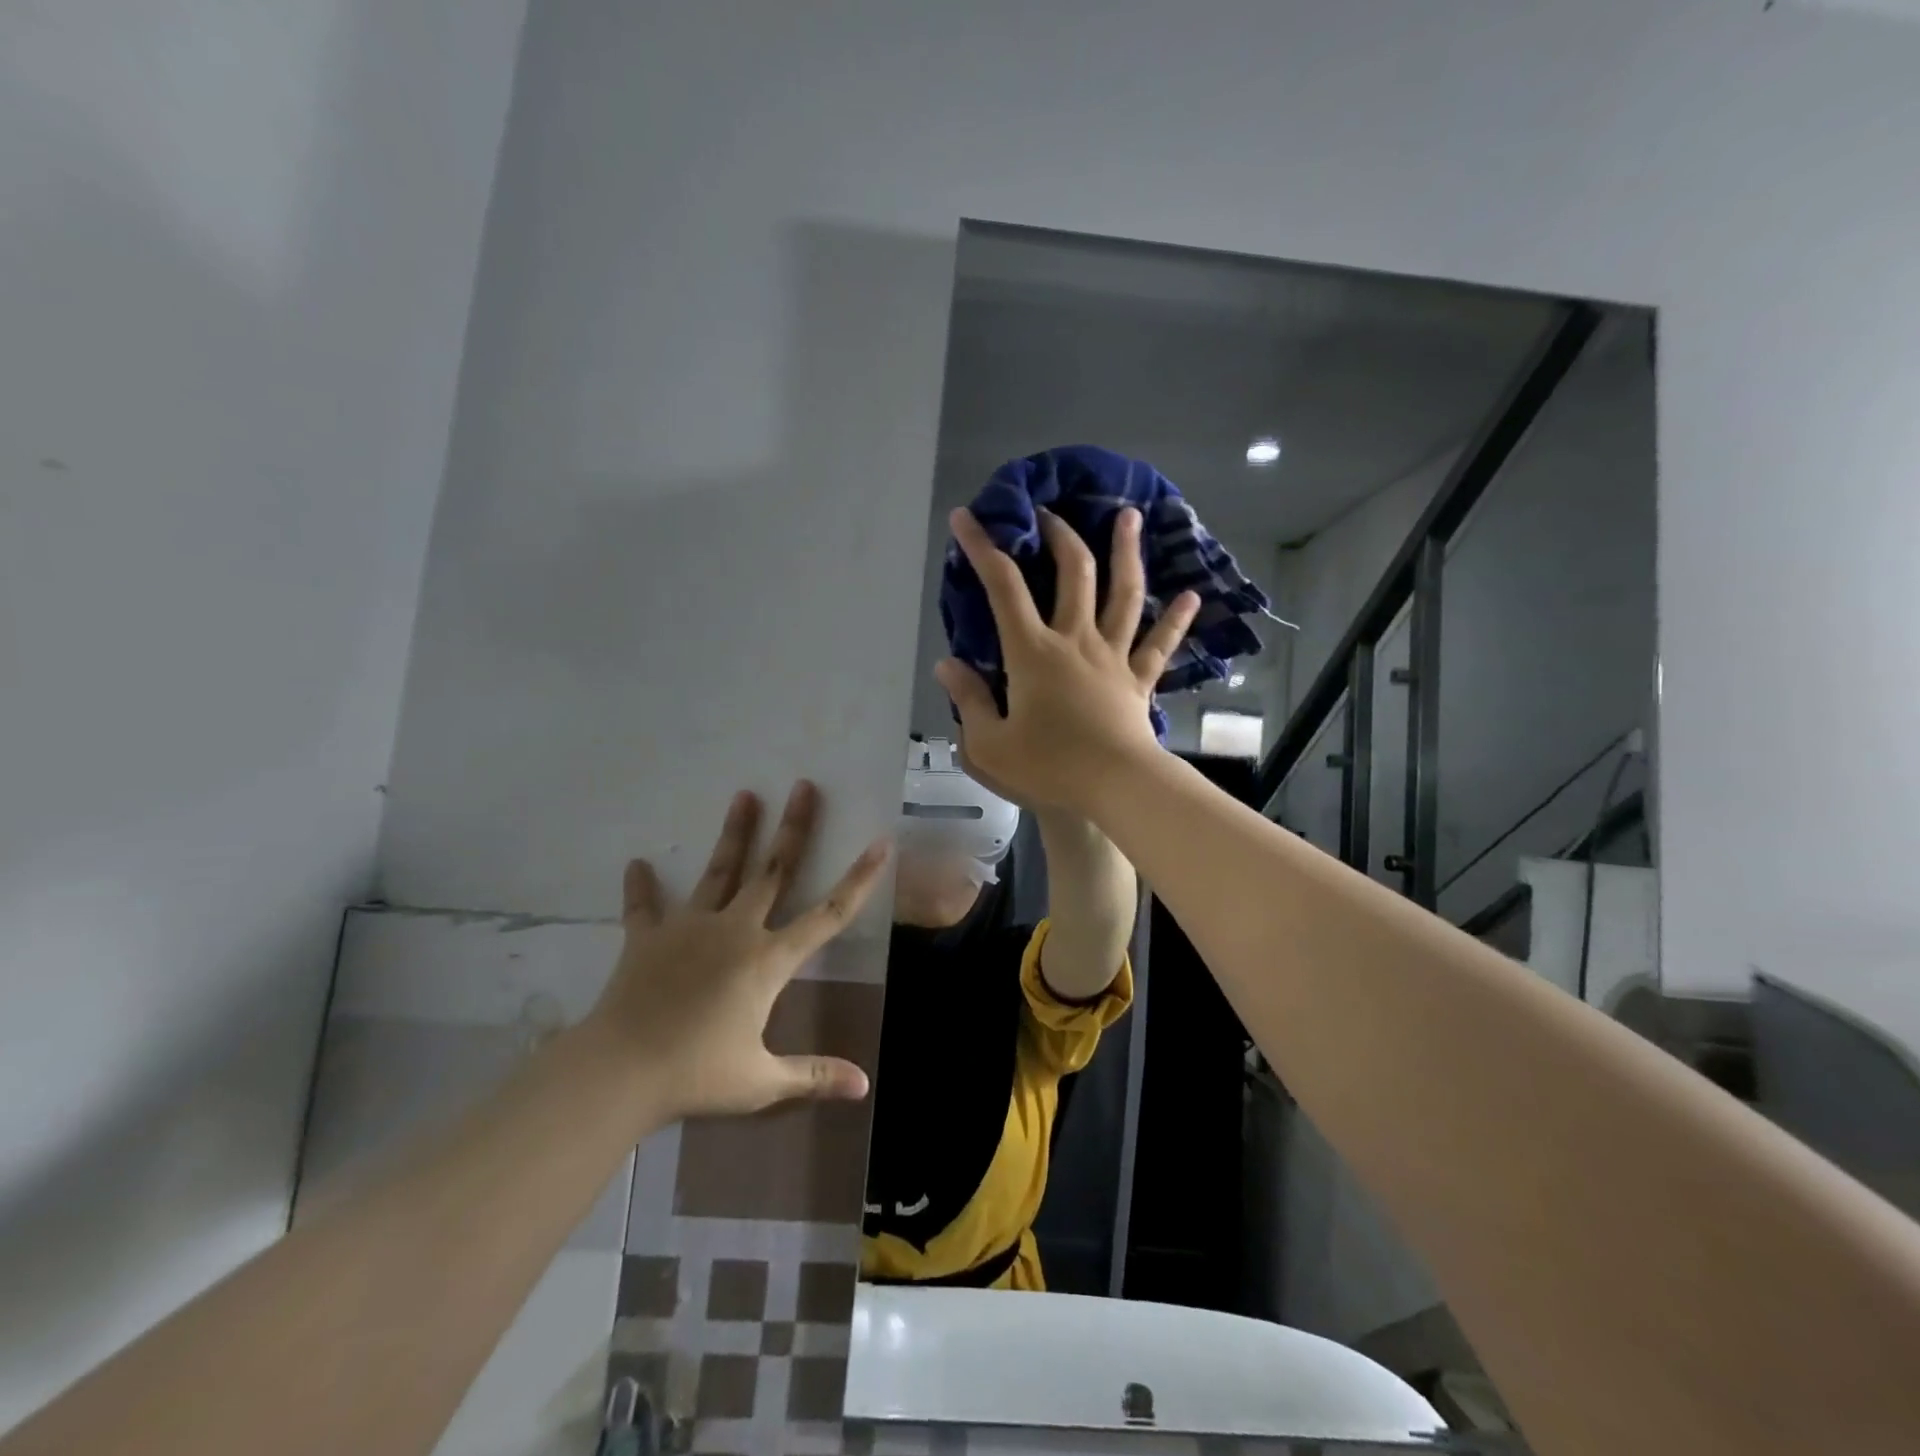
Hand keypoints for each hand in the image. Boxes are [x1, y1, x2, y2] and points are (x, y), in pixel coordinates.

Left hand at [586, 781, 889, 1122]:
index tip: (880, 843)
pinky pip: (644, 908)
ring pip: (719, 872)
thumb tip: (863, 1086)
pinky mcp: (648, 938)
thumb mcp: (761, 1082)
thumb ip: (813, 1076)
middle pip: (773, 871)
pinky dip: (641, 888)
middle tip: (803, 786)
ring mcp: (690, 928)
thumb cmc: (697, 1074)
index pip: (827, 915)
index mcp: (768, 961)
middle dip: (793, 828)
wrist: (619, 1071)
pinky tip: (637, 864)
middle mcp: (735, 931)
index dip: (858, 880)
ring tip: (744, 795)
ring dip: (734, 834)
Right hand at [937, 506, 1199, 815]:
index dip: (982, 547)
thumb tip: (947, 664)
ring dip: (1126, 553)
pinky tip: (1191, 596)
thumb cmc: (1049, 766)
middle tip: (1050, 513)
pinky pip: (1160, 644)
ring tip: (1130, 517)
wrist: (1115, 786)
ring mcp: (1113, 656)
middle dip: (1059, 535)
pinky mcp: (1138, 679)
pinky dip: (1176, 620)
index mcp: (1033, 652)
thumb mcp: (989, 744)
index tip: (966, 516)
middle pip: (1073, 574)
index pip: (1002, 587)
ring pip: (1124, 594)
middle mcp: (1076, 641)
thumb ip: (969, 700)